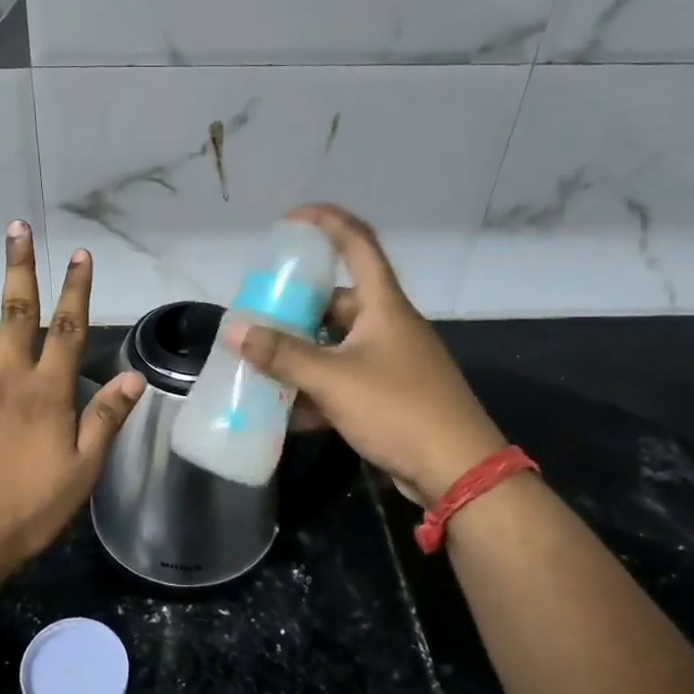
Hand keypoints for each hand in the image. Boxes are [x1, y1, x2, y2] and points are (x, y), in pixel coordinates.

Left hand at [0, 221, 144, 563]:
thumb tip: (133, 378)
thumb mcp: (82, 470)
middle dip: (18, 267)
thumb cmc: (27, 508)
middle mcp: (6, 375)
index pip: (67, 328)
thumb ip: (105, 420)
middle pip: (14, 311)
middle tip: (17, 228)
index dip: (76, 289)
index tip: (80, 255)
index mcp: (46, 391)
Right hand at [226, 204, 506, 508]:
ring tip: (259, 362)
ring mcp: (389, 363)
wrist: (458, 472)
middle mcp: (387, 326)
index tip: (290, 220)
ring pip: (334, 346)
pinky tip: (284, 411)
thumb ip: (282, 356)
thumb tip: (235, 331)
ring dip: (299, 354)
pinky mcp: (388, 397)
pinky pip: (341, 381)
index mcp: (383, 305)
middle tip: (257, 314)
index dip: (325, 222)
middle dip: (295, 307)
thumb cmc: (399, 409)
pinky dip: (314, 390)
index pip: (357, 243)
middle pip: (336, 301)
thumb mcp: (334, 379)